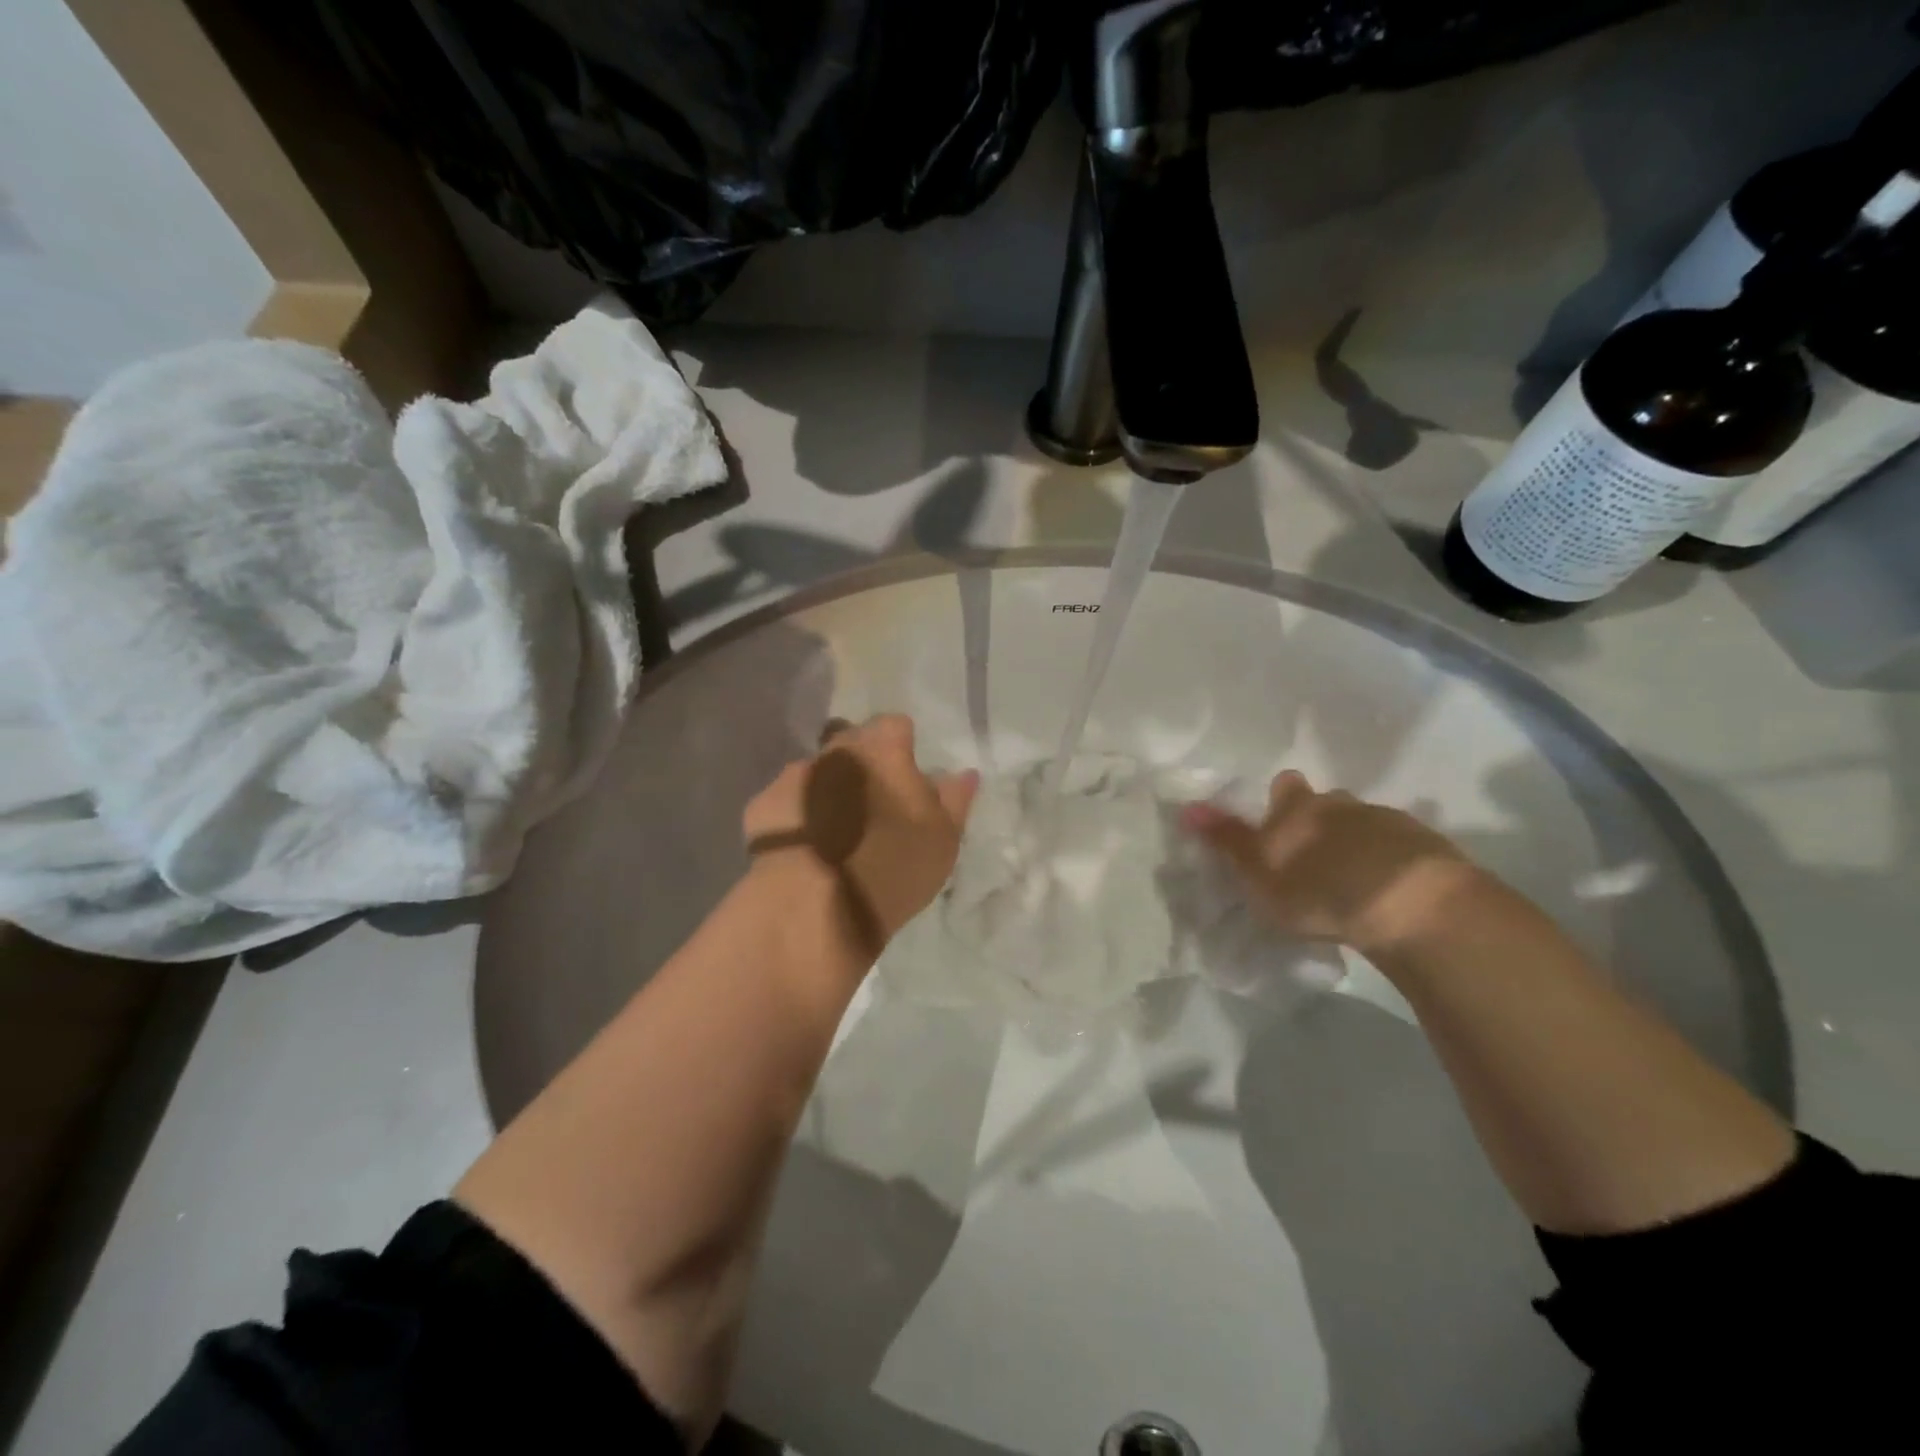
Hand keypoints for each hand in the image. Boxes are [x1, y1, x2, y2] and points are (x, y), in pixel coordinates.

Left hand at [742, 714, 979, 952]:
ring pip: (818, 769)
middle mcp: (837, 750)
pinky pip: (787, 798)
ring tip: (835, 825)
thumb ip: (955, 800)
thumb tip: (964, 773)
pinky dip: (796, 811)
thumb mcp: (943, 840)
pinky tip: (803, 842)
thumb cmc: (893, 867)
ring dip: (828, 785)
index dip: (902, 745)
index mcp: (883, 749)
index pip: (896, 725)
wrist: (816, 906)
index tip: (907, 772)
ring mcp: (796, 774)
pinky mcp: (763, 804)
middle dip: (862, 760)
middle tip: (874, 800)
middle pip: (852, 740)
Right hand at [1181, 770, 1483, 955]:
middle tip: (1315, 856)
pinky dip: (1393, 863)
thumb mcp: (1257, 870)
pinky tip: (1390, 890)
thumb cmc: (1316, 888)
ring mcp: (1389, 822)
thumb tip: (1187, 806)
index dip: (1281, 800)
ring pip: (1366, 824)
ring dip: (1358, 843)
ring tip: (1355, 879)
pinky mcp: (1429, 849)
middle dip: (1321, 821)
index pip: (1284, 787)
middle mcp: (1341, 804)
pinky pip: (1402, 848)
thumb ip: (1226, 839)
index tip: (1279, 821)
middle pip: (1328, 802)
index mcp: (1298, 808)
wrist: (1410, 906)